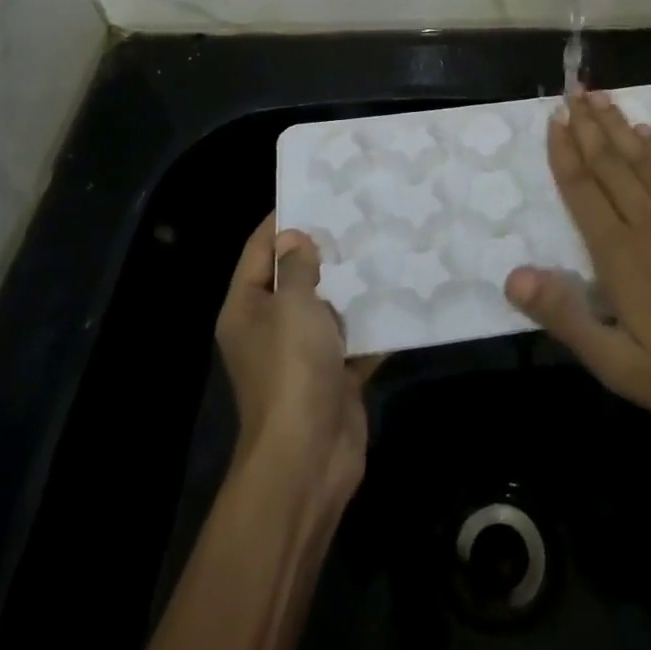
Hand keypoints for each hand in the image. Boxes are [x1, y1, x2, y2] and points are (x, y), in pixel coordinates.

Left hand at [216, 215, 378, 506]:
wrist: (309, 457)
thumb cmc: (292, 370)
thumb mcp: (293, 307)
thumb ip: (297, 268)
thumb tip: (296, 238)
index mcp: (247, 308)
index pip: (259, 251)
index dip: (282, 221)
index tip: (315, 192)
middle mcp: (270, 327)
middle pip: (296, 278)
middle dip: (326, 250)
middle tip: (361, 215)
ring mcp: (303, 354)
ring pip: (329, 308)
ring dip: (354, 285)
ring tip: (387, 245)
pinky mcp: (334, 375)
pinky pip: (355, 338)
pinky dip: (375, 323)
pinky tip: (404, 295)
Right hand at [505, 90, 650, 449]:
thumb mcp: (620, 366)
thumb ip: (566, 318)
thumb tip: (513, 276)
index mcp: (619, 254)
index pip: (582, 189)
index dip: (564, 152)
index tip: (553, 119)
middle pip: (610, 162)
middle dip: (588, 126)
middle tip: (573, 92)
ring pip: (644, 157)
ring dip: (620, 126)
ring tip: (601, 98)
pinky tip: (649, 133)